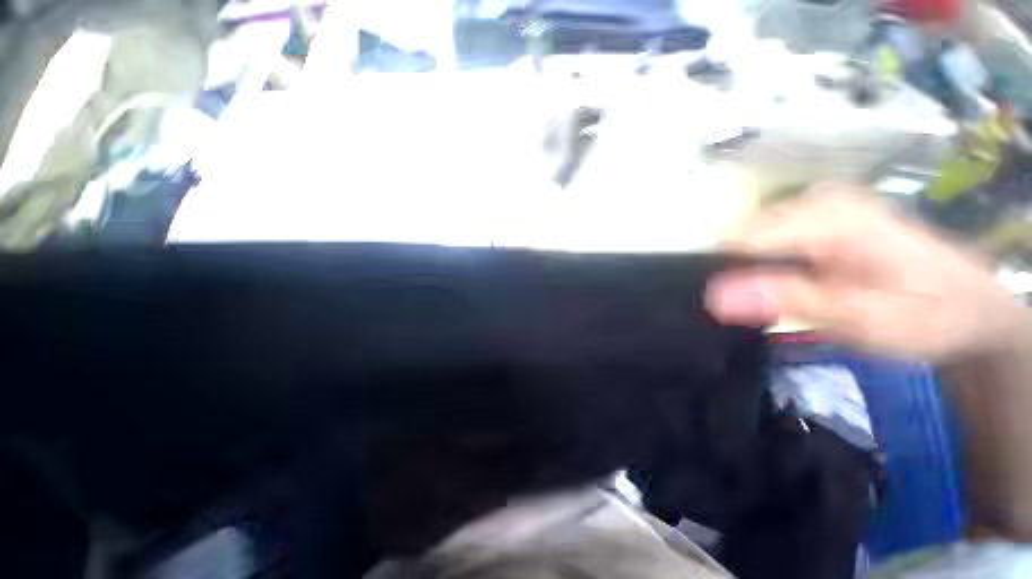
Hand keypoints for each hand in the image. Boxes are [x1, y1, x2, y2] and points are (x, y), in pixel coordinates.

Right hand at [705, 185, 1026, 360]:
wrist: (972, 306)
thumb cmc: (928, 315)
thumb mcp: (863, 319)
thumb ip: (790, 301)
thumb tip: (715, 296)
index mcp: (830, 218)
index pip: (741, 239)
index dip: (725, 274)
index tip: (729, 308)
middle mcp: (820, 200)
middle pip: (743, 235)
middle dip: (738, 272)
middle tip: (762, 308)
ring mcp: (822, 204)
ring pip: (752, 237)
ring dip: (751, 270)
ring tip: (776, 299)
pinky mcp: (823, 215)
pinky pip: (769, 237)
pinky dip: (766, 263)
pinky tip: (788, 283)